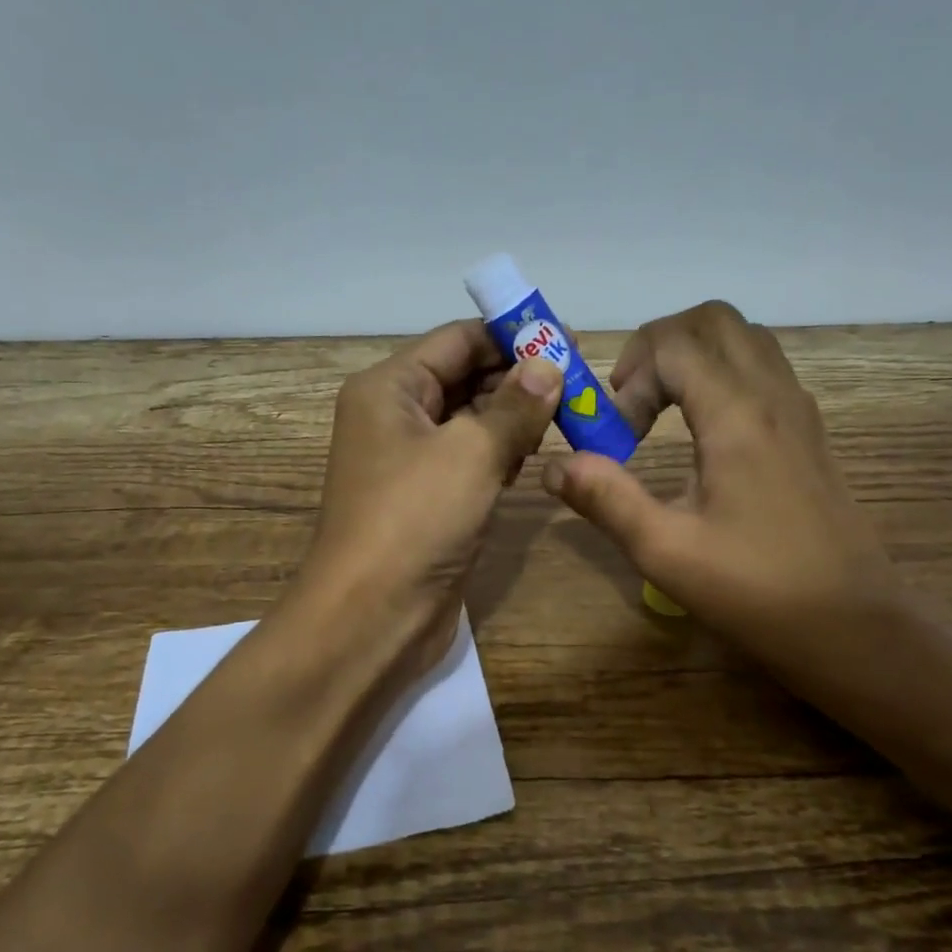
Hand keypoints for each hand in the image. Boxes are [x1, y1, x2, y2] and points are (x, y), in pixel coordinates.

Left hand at [299, 319, 562, 676]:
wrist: (371, 616)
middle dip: (519, 376)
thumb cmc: (415, 519)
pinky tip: (537, 452)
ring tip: (569, 412)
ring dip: (515, 414)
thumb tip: (550, 363)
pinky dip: (503, 450)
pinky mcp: (430, 497)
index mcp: (389, 388)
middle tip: (579, 381)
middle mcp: (395, 415)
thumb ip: (515, 404)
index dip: (512, 335)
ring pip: (472, 419)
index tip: (568, 340)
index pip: (457, 340)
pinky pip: (471, 457)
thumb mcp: (471, 452)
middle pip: (464, 376)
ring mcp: (412, 459)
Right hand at [540, 301, 899, 674]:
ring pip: (743, 338)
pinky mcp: (809, 430)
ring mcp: (799, 409)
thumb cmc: (758, 592)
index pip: (673, 343)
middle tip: (632, 399)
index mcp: (738, 416)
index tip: (618, 435)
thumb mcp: (666, 552)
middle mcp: (773, 395)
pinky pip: (763, 367)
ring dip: (692, 355)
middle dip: (658, 344)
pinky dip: (722, 373)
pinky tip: (702, 431)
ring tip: (662, 410)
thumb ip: (606, 499)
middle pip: (713, 319)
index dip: (631, 377)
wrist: (855, 628)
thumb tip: (554, 464)